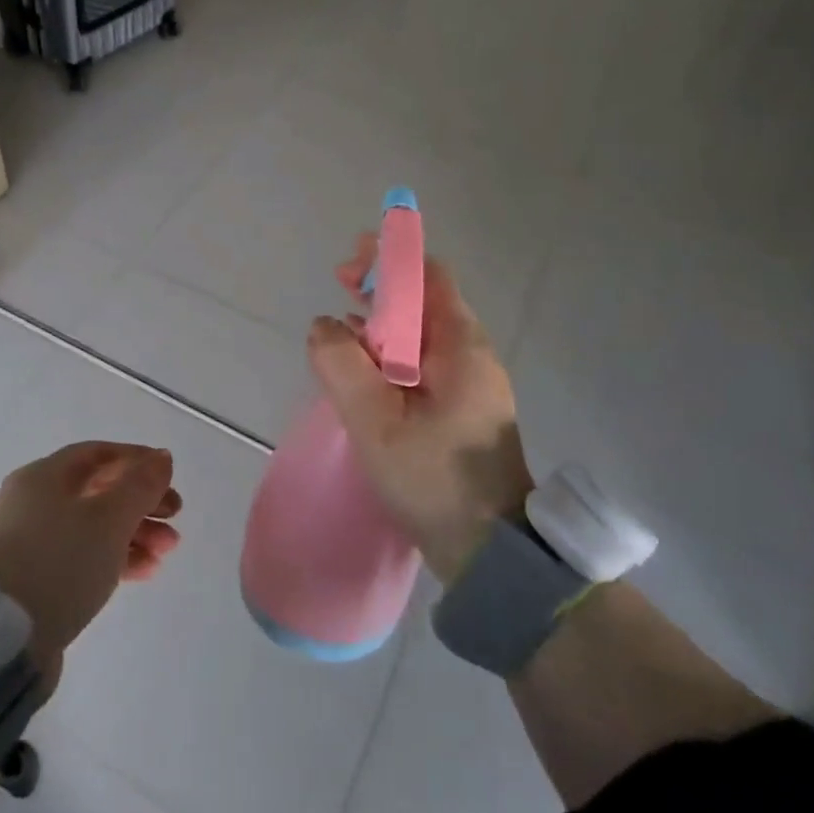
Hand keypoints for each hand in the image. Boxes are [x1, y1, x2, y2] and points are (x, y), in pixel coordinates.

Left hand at [0, 442, 181, 687]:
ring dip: (133, 533)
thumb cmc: (60, 563)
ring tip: (166, 552)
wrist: (3, 641)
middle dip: (141, 503)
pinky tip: (144, 571)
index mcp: (42, 476)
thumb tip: (161, 458)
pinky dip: (113, 558)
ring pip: (92, 527)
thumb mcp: (110, 518)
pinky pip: (80, 556)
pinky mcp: (32, 579)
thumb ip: (141, 485)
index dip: (137, 460)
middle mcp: (31, 502)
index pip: (97, 454)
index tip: (169, 477)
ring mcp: (29, 542)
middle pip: (97, 491)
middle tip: (175, 518)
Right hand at [307, 235, 532, 584]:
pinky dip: (390, 354)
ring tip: (342, 328)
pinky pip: (422, 364)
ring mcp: (470, 384)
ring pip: (421, 334)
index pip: (428, 276)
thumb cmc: (435, 480)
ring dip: (383, 322)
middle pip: (424, 300)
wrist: (489, 552)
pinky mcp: (461, 409)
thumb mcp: (376, 422)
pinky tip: (363, 370)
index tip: (348, 266)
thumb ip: (342, 366)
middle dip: (381, 287)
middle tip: (339, 287)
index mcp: (461, 347)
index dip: (388, 260)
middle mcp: (471, 355)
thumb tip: (324, 326)